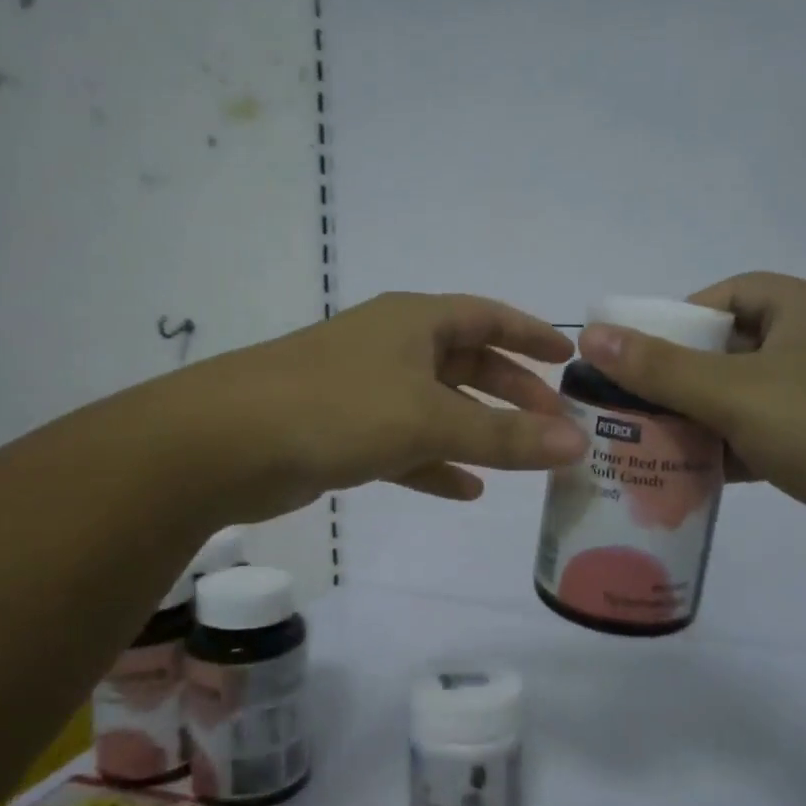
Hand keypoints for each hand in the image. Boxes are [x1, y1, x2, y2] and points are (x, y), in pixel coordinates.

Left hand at [178, 291, 586, 520]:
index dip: (530, 335)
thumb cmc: (339, 408)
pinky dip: (436, 462)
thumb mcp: (431, 419)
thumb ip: (505, 435)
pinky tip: (465, 489)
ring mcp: (365, 389)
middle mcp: (392, 346)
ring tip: (522, 459)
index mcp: (415, 321)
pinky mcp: (343, 431)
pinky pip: (405, 444)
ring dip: (478, 430)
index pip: (488, 316)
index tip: (567, 360)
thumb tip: (578, 443)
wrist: (227, 442)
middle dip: (510, 391)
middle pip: (466, 361)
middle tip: (552, 422)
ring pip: (437, 406)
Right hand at [575, 273, 805, 530]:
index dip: (676, 320)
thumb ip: (660, 368)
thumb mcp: (736, 394)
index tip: (636, 358)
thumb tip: (591, 335)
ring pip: (742, 398)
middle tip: (629, 408)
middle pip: (727, 350)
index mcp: (800, 310)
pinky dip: (729, 452)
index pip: (724, 295)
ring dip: (698, 421)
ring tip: (646, 445)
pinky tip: (691, 477)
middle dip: (676, 380)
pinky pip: (763, 436)